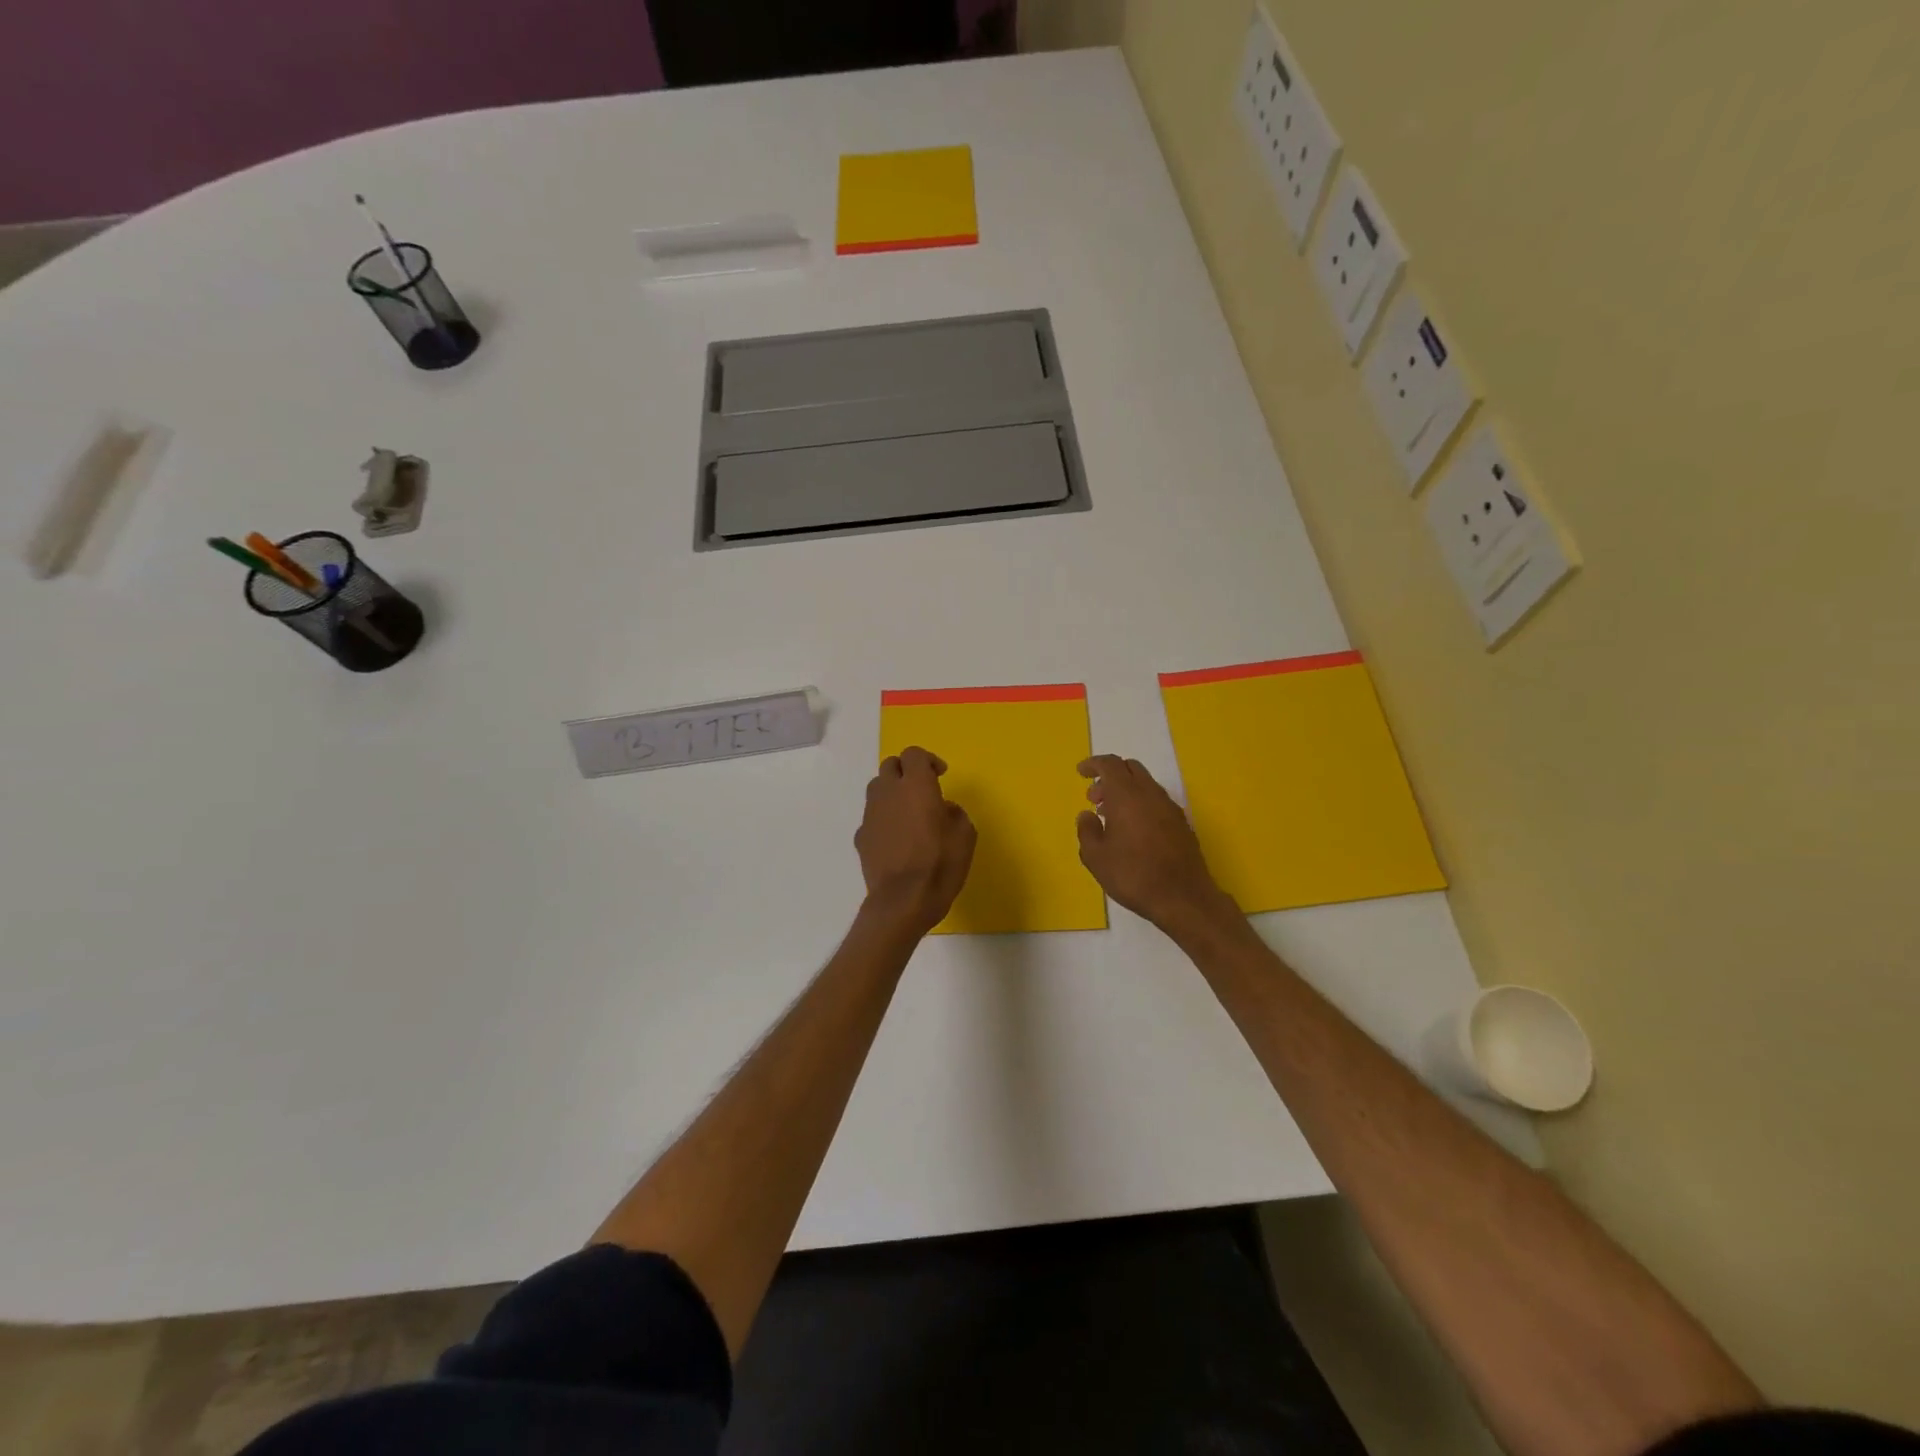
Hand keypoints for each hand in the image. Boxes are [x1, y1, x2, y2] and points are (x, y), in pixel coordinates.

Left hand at [856, 747, 976, 934]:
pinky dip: (883, 818)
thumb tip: (944, 809)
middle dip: (906, 771)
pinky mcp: (861, 837)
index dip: (928, 760)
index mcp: (917, 786)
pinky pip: (872, 816)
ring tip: (907, 811)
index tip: (940, 775)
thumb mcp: (965, 837)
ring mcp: (870, 814)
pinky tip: (895, 838)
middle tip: (922, 788)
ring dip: (892, 792)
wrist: (902, 901)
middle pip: (890, 766)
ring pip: (876, 788)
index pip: (914, 754)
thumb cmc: (940, 865)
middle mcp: (889, 793)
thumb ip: (955, 813)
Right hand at [1076, 755, 1235, 935]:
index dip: (1093, 764)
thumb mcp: (1096, 857)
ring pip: (1145, 784)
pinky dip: (1140, 803)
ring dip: (1125, 791)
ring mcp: (1169, 807)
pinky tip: (1133, 830)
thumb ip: (1087, 831)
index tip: (1081, 772)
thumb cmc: (1133, 875)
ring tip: (1110, 817)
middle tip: (1094, 798)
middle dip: (1109, 776)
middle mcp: (1150, 793)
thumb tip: (1086, 815)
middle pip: (1130, 768)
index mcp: (1127, 795)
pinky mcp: (1181, 822)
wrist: (1183, 897)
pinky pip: (1156, 800)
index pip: (1110, 764)